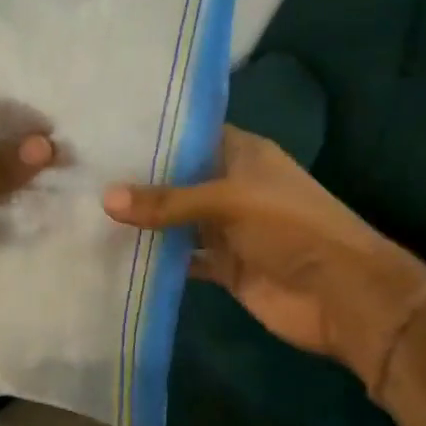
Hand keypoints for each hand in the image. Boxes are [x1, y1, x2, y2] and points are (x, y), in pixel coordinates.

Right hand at [101, 127, 425, 384]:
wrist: (342, 297)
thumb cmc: (291, 227)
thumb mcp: (228, 201)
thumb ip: (168, 201)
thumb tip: (105, 198)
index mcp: (241, 154)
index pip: (190, 133)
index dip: (153, 131)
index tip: (105, 128)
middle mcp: (231, 185)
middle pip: (178, 177)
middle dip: (138, 177)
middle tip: (82, 169)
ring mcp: (227, 227)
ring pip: (176, 218)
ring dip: (144, 218)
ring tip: (86, 206)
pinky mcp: (224, 266)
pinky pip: (182, 256)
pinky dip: (156, 257)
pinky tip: (115, 251)